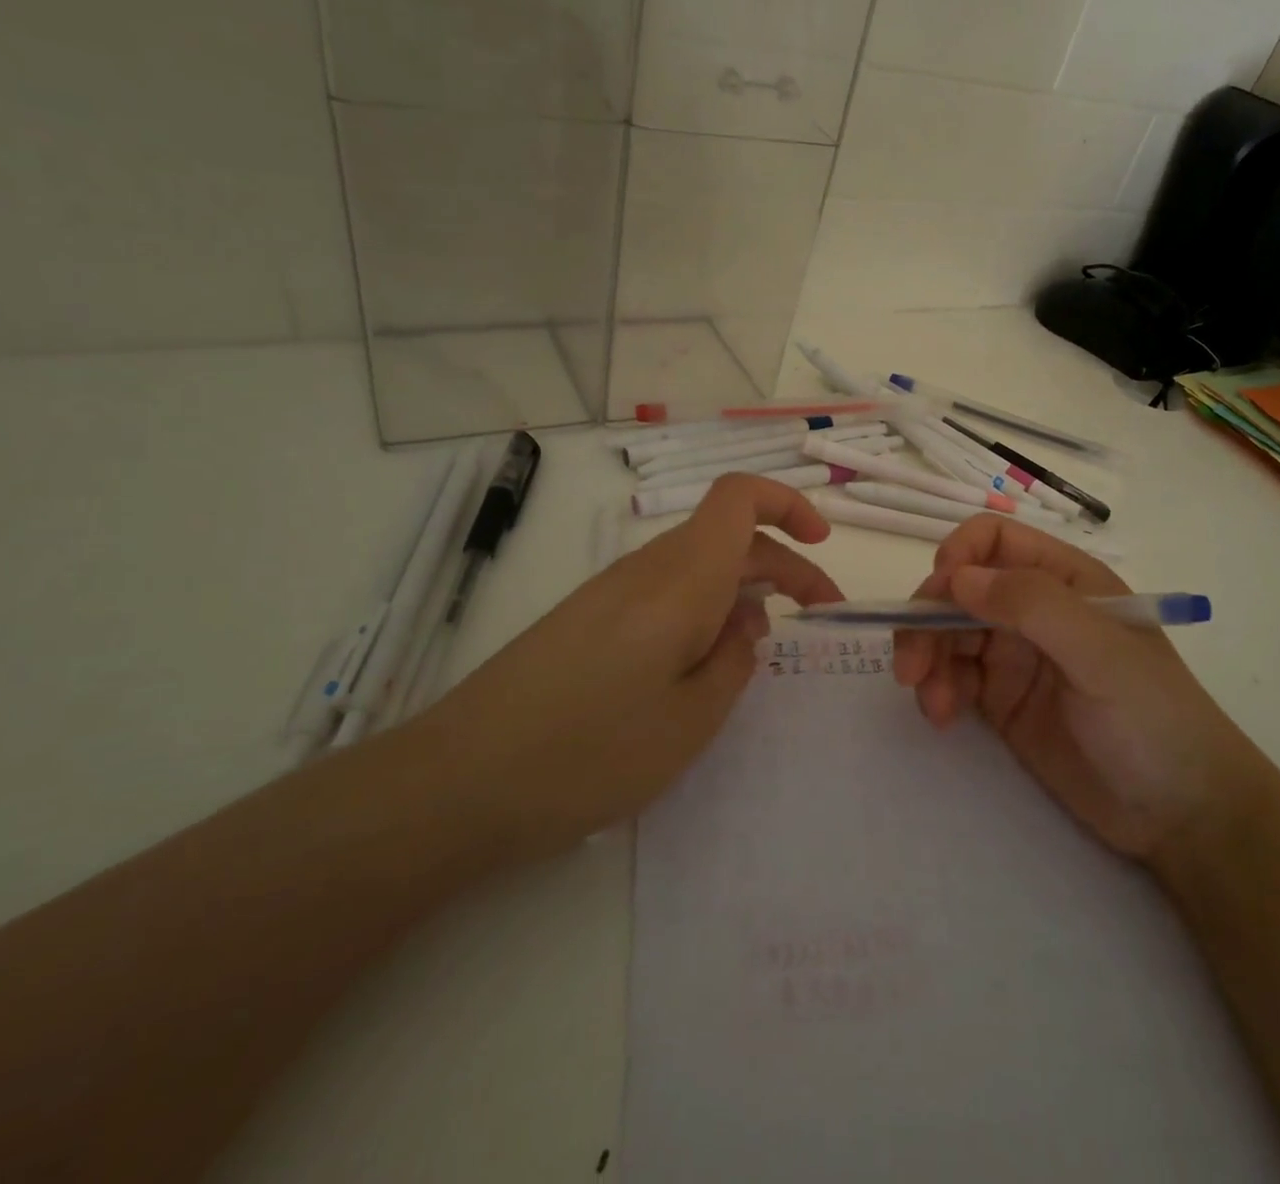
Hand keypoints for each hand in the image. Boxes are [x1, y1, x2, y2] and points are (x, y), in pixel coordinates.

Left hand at [428, 474, 844, 857]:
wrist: (459, 782)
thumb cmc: (591, 751)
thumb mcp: (691, 719)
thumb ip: (734, 660)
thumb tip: (745, 622)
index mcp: (681, 578)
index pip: (739, 497)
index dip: (788, 504)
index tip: (821, 545)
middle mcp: (646, 569)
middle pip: (727, 536)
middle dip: (783, 564)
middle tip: (820, 614)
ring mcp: (611, 592)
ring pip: (696, 565)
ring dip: (742, 589)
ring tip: (761, 647)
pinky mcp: (588, 619)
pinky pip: (663, 593)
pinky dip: (702, 610)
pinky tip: (701, 664)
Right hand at [891, 516, 1266, 871]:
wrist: (1182, 815)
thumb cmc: (1154, 719)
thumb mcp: (1101, 654)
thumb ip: (1032, 605)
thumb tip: (956, 578)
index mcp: (1065, 580)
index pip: (994, 540)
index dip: (959, 556)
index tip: (938, 594)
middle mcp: (1035, 609)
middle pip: (959, 590)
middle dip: (927, 620)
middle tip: (910, 668)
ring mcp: (1017, 655)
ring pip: (948, 634)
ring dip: (927, 659)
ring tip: (932, 704)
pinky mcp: (1003, 700)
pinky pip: (954, 678)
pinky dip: (937, 689)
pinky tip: (942, 716)